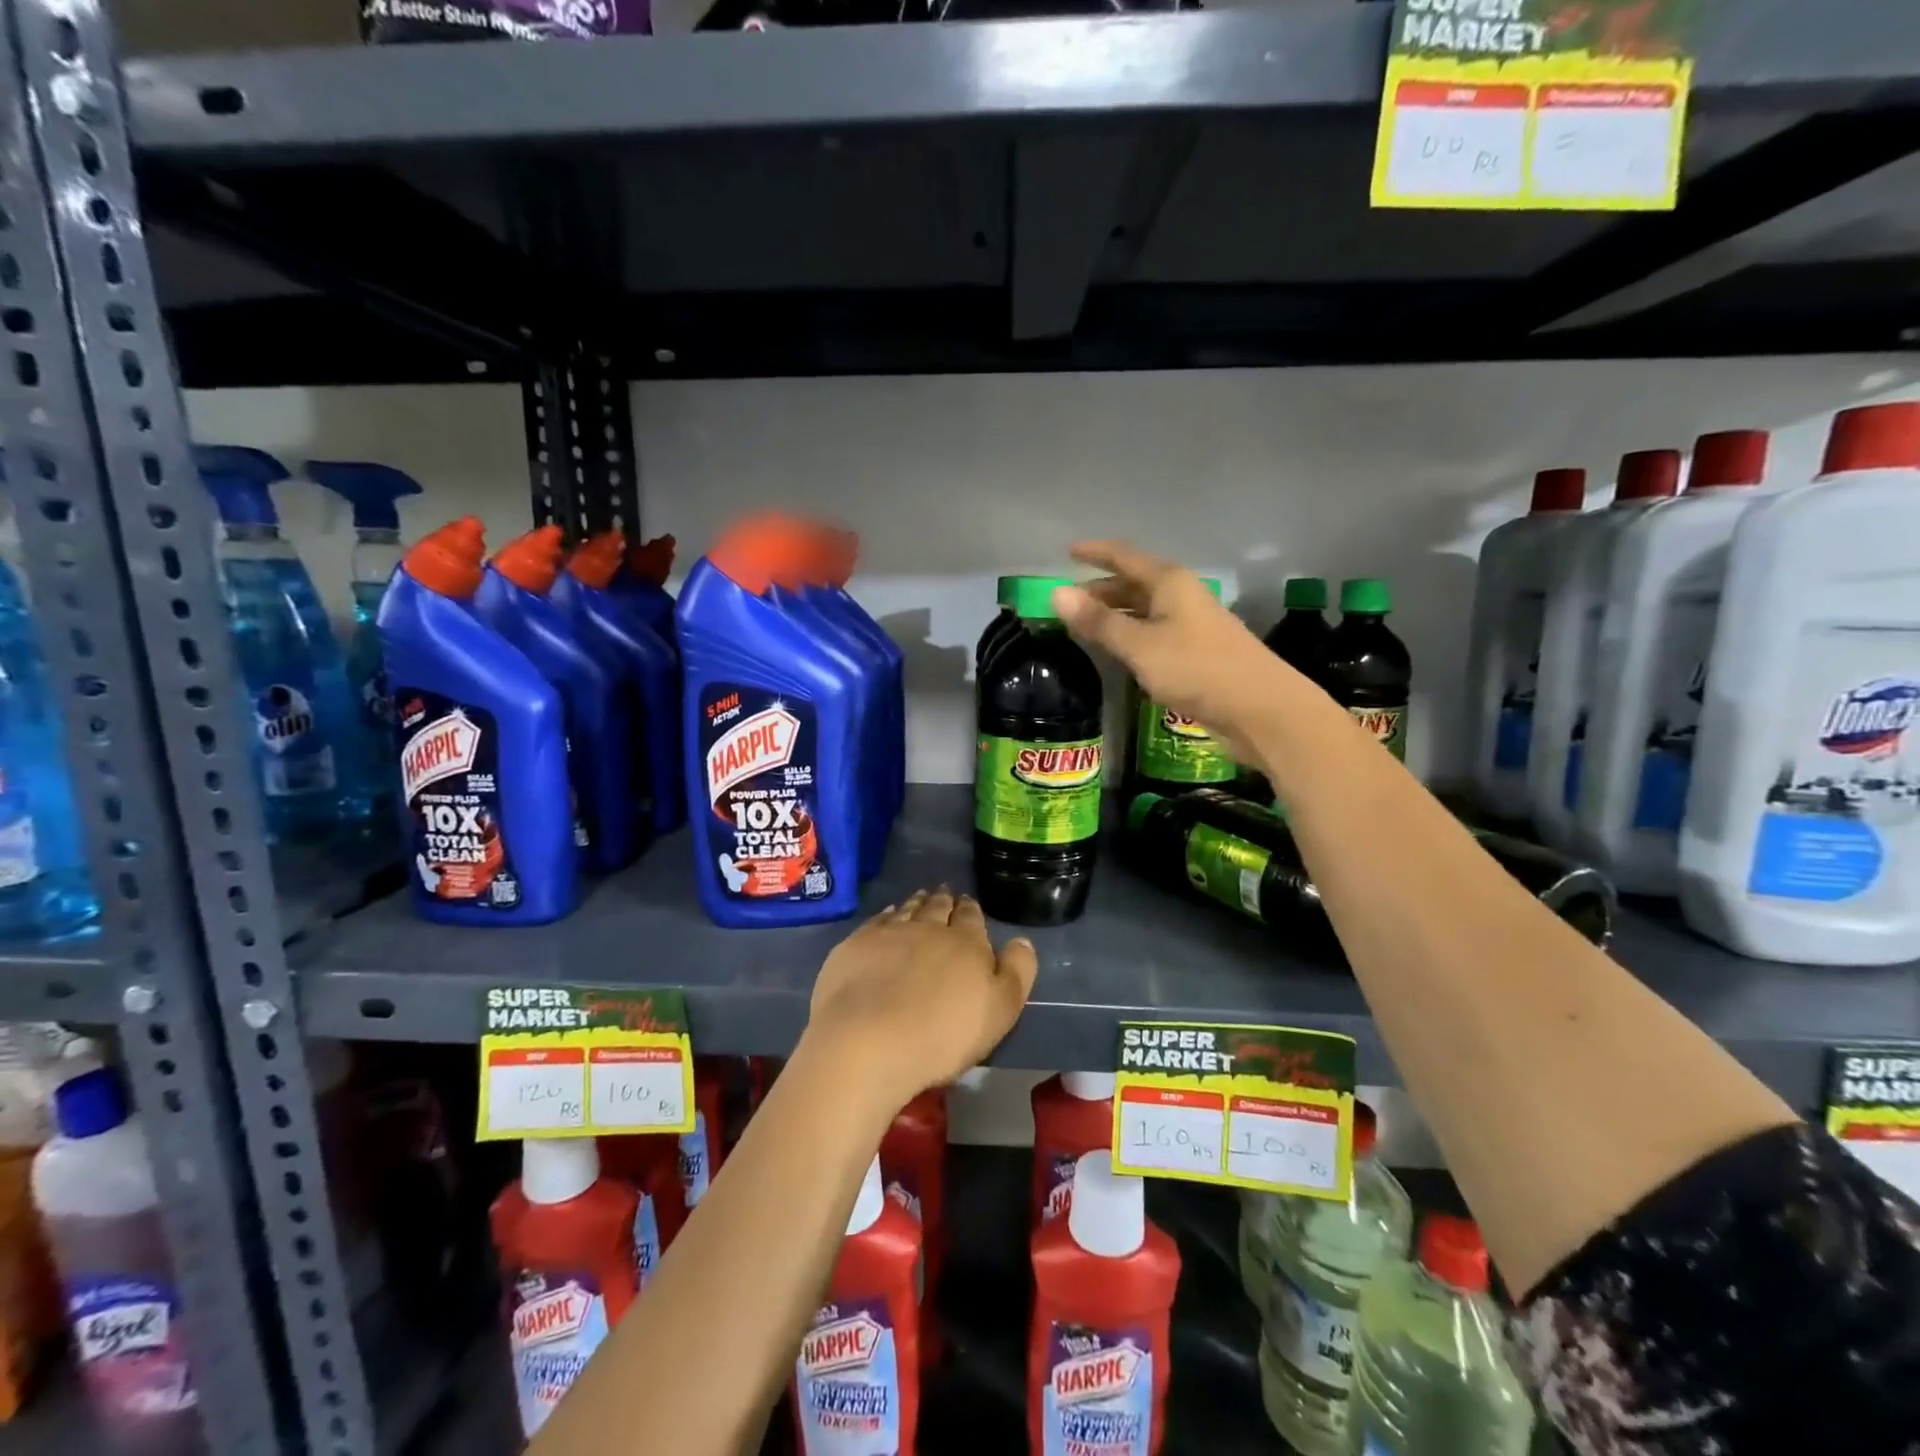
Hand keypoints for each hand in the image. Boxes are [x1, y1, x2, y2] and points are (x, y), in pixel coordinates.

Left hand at [808, 888, 1038, 1109]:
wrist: (869, 1041)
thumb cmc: (943, 1034)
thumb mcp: (1000, 1011)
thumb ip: (1016, 972)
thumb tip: (1022, 940)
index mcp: (966, 942)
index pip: (970, 917)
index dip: (970, 909)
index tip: (968, 903)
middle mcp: (928, 927)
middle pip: (938, 908)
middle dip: (944, 900)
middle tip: (944, 893)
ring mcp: (888, 933)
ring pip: (907, 910)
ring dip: (916, 903)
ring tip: (920, 897)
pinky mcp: (856, 945)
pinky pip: (876, 921)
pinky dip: (885, 915)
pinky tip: (886, 915)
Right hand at [1053, 540, 1303, 762]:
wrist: (1260, 709)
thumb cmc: (1197, 669)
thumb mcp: (1140, 646)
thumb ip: (1099, 622)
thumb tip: (1056, 594)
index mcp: (1169, 582)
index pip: (1125, 556)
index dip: (1095, 552)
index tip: (1067, 551)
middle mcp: (1182, 596)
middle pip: (1135, 583)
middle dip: (1101, 589)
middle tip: (1068, 601)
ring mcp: (1192, 625)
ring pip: (1145, 609)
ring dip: (1116, 614)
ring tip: (1085, 625)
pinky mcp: (1197, 653)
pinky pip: (1155, 633)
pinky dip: (1132, 635)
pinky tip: (1119, 651)